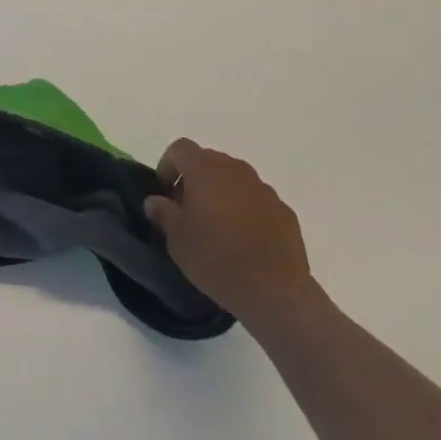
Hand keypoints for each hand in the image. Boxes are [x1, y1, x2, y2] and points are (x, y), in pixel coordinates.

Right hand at [143, 138, 319, 326]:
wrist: (274, 291)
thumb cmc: (216, 258)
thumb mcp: (176, 239)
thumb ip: (163, 213)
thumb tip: (155, 201)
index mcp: (205, 168)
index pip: (180, 148)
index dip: (168, 165)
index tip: (164, 191)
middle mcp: (236, 169)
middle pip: (209, 162)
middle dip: (195, 180)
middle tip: (187, 211)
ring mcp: (264, 189)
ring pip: (235, 181)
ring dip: (222, 195)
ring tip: (217, 229)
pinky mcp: (285, 212)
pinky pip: (257, 202)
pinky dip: (247, 212)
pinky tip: (244, 242)